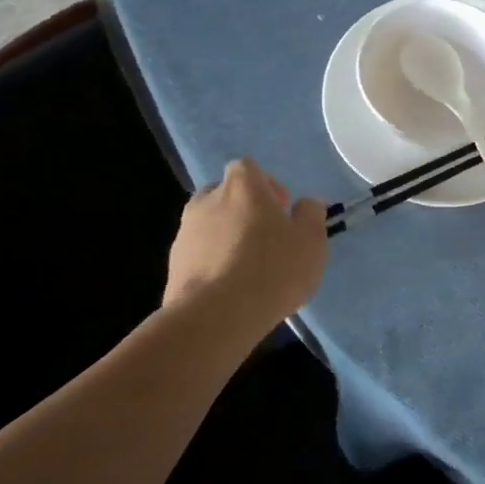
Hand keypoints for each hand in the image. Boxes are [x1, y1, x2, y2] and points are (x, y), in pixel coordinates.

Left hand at [164, 159, 326, 320]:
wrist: (216, 317)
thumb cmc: (272, 269)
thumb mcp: (311, 242)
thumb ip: (311, 216)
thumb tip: (307, 204)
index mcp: (242, 187)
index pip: (247, 167)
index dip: (265, 184)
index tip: (281, 210)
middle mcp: (207, 201)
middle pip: (224, 194)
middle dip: (243, 208)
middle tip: (265, 236)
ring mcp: (185, 233)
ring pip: (208, 224)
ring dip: (226, 236)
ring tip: (248, 266)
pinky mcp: (173, 265)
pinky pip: (198, 253)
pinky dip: (213, 261)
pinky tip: (230, 287)